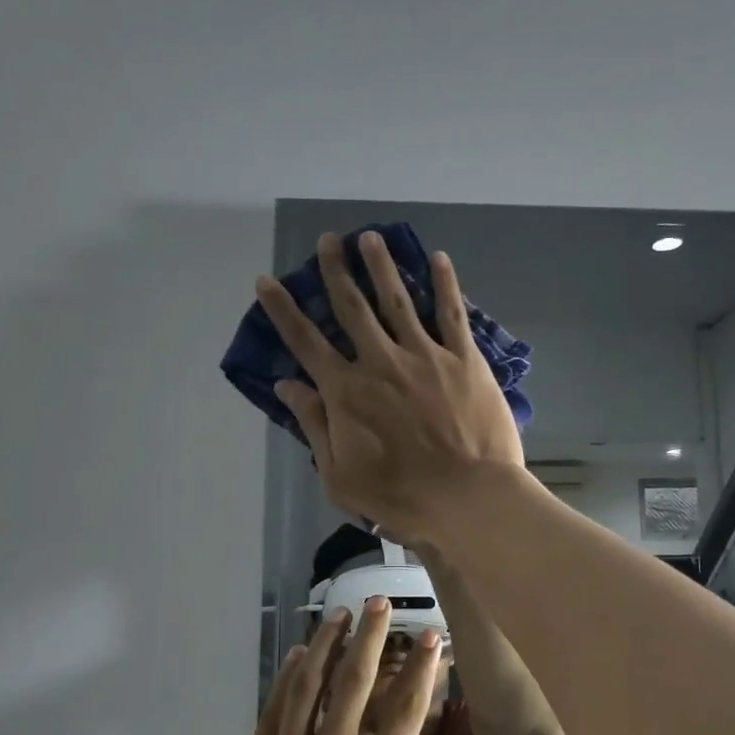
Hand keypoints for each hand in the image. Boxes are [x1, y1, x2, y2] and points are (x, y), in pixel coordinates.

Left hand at [191, 598, 478, 734]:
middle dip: (371, 638)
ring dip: (326, 646)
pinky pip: (273, 712)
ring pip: (309, 687)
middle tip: (379, 601)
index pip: (405, 713)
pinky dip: (286, 679)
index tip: (430, 636)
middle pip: (355, 684)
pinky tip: (294, 657)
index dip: (421, 670)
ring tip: (339, 614)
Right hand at [257, 231, 524, 541]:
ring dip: (382, 266)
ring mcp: (425, 355)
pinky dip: (445, 283)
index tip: (267, 280)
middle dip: (336, 271)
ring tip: (370, 237)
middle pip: (352, 308)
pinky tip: (438, 258)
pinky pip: (452, 313)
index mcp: (347, 391)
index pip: (306, 342)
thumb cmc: (400, 496)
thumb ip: (314, 425)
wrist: (467, 497)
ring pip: (398, 299)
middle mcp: (381, 362)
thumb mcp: (340, 475)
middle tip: (328, 240)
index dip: (283, 310)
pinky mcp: (464, 359)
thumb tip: (287, 384)